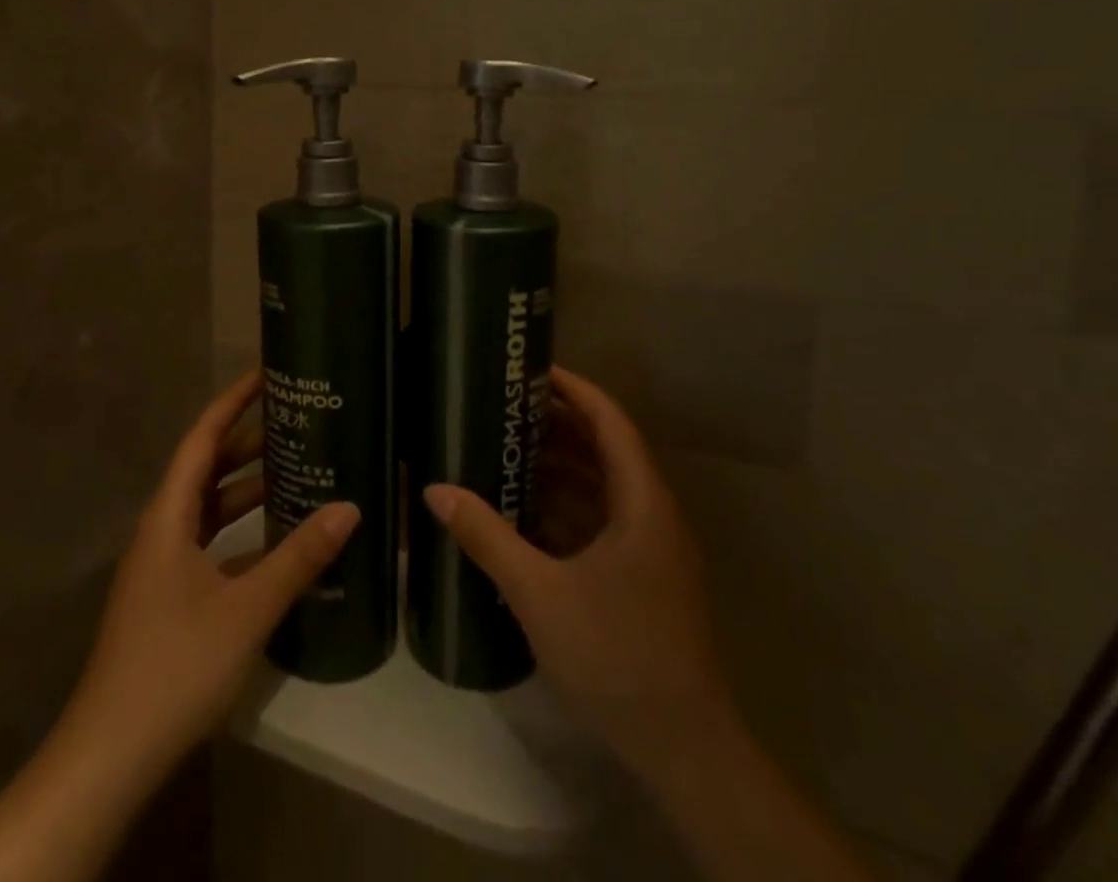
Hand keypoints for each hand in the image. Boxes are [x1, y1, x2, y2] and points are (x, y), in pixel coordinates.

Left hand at [66, 370, 360, 783]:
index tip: (266, 375)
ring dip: (247, 490)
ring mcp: (163, 567)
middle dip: (248, 443)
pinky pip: (210, 545)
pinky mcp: (169, 599)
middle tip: (297, 422)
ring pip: (209, 509)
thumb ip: (299, 557)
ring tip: (296, 470)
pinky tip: (278, 543)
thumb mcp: (247, 608)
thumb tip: (350, 508)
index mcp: (169, 516)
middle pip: (207, 470)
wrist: (111, 755)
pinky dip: (242, 534)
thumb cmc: (175, 665)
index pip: (202, 439)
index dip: (233, 403)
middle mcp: (162, 530)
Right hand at [425, 366, 728, 773]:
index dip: (573, 388)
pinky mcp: (643, 577)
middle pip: (605, 448)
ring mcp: (651, 548)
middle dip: (557, 424)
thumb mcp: (539, 591)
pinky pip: (602, 520)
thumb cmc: (617, 654)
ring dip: (560, 466)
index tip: (529, 370)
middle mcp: (652, 513)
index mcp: (642, 501)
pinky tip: (524, 510)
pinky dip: (567, 506)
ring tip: (506, 447)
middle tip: (504, 406)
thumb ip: (486, 536)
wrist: (683, 748)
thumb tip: (435, 490)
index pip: (609, 420)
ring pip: (603, 486)